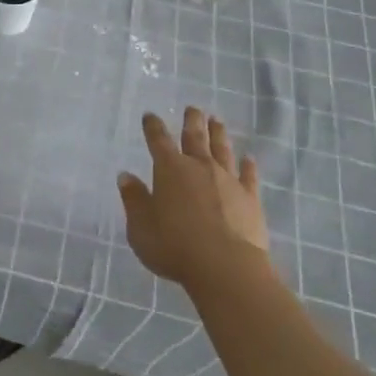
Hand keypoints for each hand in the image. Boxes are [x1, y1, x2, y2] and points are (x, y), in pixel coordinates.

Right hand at [118, 107, 269, 290]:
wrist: (225, 267)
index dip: (153, 126)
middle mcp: (199, 166)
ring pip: (222, 150)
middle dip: (192, 121)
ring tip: (217, 121)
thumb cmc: (174, 246)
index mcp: (169, 169)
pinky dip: (248, 166)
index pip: (158, 140)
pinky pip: (249, 177)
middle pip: (194, 137)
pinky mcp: (250, 198)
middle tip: (193, 108)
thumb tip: (126, 176)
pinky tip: (249, 159)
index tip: (150, 115)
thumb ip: (134, 200)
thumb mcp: (141, 227)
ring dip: (218, 134)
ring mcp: (227, 180)